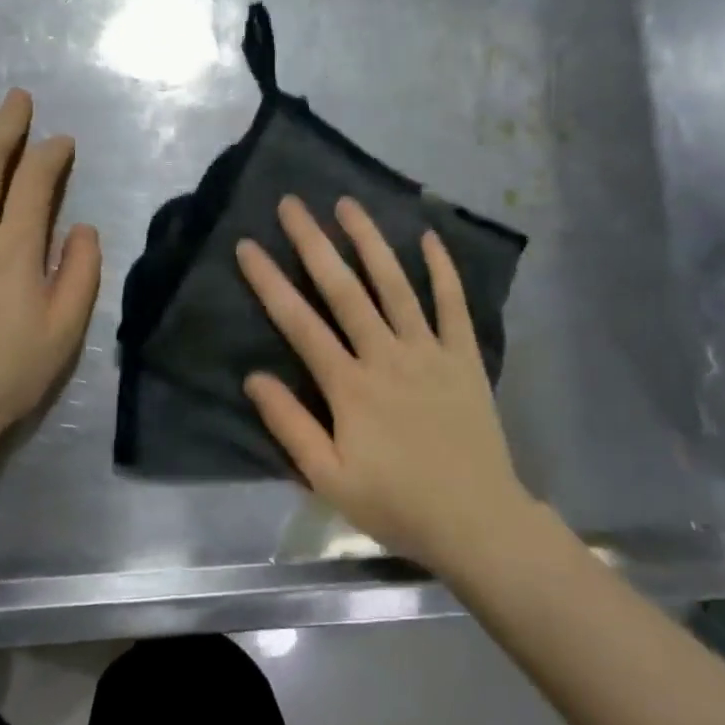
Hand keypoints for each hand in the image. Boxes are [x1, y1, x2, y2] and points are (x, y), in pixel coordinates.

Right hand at [236, 196, 536, 574]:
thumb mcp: (329, 479)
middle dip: (314, 243)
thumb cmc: (396, 503)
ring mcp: (428, 350)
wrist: (476, 521)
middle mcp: (386, 355)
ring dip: (370, 241)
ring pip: (395, 285)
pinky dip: (442, 269)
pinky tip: (428, 237)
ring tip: (348, 203)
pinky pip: (453, 304)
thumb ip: (291, 426)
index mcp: (349, 385)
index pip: (300, 323)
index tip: (248, 245)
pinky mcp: (463, 356)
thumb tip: (254, 377)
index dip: (270, 282)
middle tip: (293, 204)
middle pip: (344, 290)